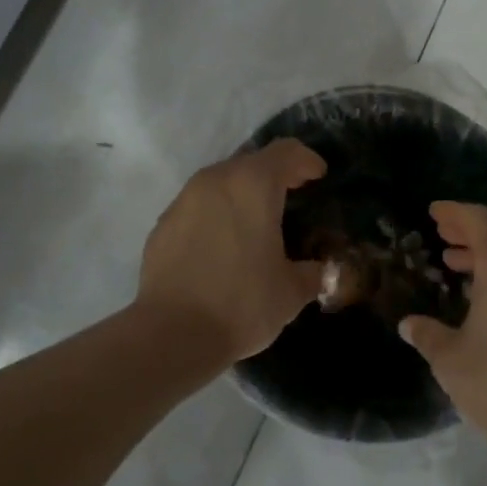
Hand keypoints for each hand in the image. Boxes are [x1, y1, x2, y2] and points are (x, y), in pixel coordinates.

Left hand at [138, 138, 328, 364]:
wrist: (171, 334)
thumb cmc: (242, 303)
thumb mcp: (292, 291)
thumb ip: (313, 272)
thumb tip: (323, 271)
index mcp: (253, 185)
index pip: (286, 151)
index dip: (306, 160)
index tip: (318, 176)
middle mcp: (215, 181)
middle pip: (251, 162)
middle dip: (274, 175)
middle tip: (292, 196)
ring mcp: (183, 200)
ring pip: (220, 182)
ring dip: (242, 193)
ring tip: (256, 222)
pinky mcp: (163, 224)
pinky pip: (197, 207)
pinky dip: (216, 214)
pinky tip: (222, 245)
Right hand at [400, 202, 486, 457]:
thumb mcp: (450, 357)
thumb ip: (427, 333)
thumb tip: (409, 324)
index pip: (479, 221)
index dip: (454, 213)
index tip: (434, 211)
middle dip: (469, 233)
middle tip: (442, 234)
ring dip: (486, 257)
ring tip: (455, 263)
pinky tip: (482, 298)